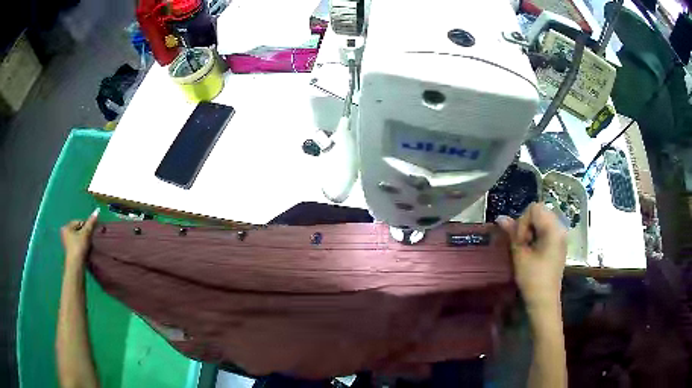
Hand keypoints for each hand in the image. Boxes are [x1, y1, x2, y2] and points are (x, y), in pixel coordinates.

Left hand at [61, 208, 99, 267]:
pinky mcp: (70, 251)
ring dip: (84, 240)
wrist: (76, 266)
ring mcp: (67, 243)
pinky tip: (85, 251)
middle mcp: (65, 233)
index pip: (79, 222)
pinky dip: (82, 246)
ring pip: (79, 238)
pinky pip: (78, 244)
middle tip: (90, 240)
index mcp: (67, 227)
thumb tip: (97, 211)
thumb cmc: (79, 247)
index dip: (86, 226)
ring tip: (88, 246)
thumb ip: (91, 223)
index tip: (91, 233)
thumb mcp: (86, 234)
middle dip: (85, 233)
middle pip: (79, 230)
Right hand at [496, 203, 566, 312]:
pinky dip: (537, 234)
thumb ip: (512, 234)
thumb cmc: (532, 279)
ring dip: (531, 229)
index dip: (523, 222)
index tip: (520, 241)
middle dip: (527, 224)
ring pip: (543, 219)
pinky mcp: (559, 243)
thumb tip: (500, 218)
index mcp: (553, 229)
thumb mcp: (520, 256)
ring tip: (526, 247)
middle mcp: (560, 228)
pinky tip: (532, 249)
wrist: (544, 301)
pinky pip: (547, 229)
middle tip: (522, 243)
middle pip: (540, 211)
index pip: (534, 209)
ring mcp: (561, 236)